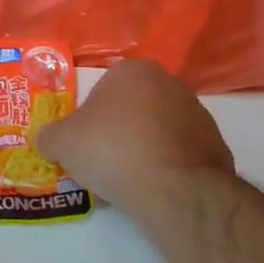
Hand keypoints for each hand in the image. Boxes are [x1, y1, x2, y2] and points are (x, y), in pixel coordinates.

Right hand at [37, 59, 235, 224]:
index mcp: (134, 71)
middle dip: (117, 134)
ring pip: (157, 133)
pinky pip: (179, 157)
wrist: (174, 189)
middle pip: (132, 110)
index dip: (89, 119)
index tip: (84, 144)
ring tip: (126, 185)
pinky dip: (166, 170)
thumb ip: (50, 136)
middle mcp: (170, 84)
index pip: (103, 89)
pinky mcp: (217, 148)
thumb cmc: (112, 149)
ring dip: (142, 152)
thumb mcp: (62, 142)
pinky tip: (152, 192)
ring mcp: (198, 116)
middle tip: (102, 164)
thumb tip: (46, 140)